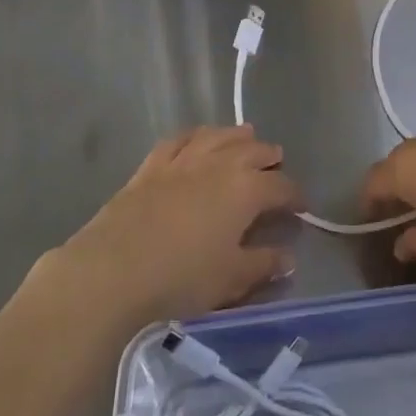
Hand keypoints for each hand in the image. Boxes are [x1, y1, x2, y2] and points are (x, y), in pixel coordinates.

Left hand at [46, 125, 301, 325]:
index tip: (302, 208)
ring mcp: (183, 160)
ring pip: (218, 137)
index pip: (281, 187)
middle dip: (269, 158)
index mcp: (246, 190)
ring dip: (236, 137)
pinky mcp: (151, 166)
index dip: (295, 196)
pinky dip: (196, 136)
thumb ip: (263, 264)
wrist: (113, 270)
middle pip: (253, 151)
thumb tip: (287, 257)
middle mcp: (219, 164)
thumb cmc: (181, 278)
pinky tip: (198, 138)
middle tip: (277, 166)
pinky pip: (179, 140)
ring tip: (247, 137)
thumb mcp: (231, 278)